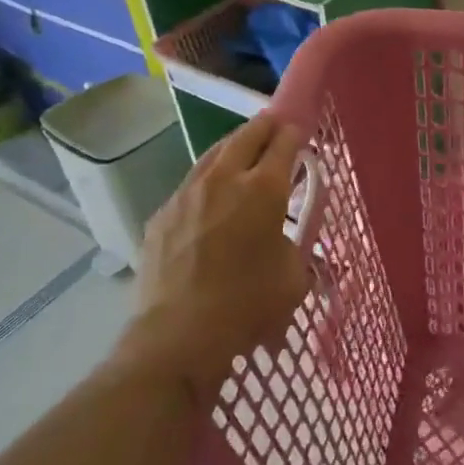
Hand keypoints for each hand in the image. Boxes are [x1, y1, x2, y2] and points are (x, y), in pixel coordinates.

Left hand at [123, 114, 310, 396]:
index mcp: (264, 189)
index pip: (284, 143)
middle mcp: (225, 179)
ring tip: (243, 150)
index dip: (295, 133)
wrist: (178, 337)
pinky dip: (208, 180)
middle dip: (264, 127)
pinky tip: (211, 196)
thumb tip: (287, 237)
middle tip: (274, 127)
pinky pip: (190, 184)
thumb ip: (296, 244)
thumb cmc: (247, 306)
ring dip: (233, 147)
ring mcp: (187, 194)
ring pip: (214, 154)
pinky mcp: (162, 214)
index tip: (301, 132)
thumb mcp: (294, 276)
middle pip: (247, 135)